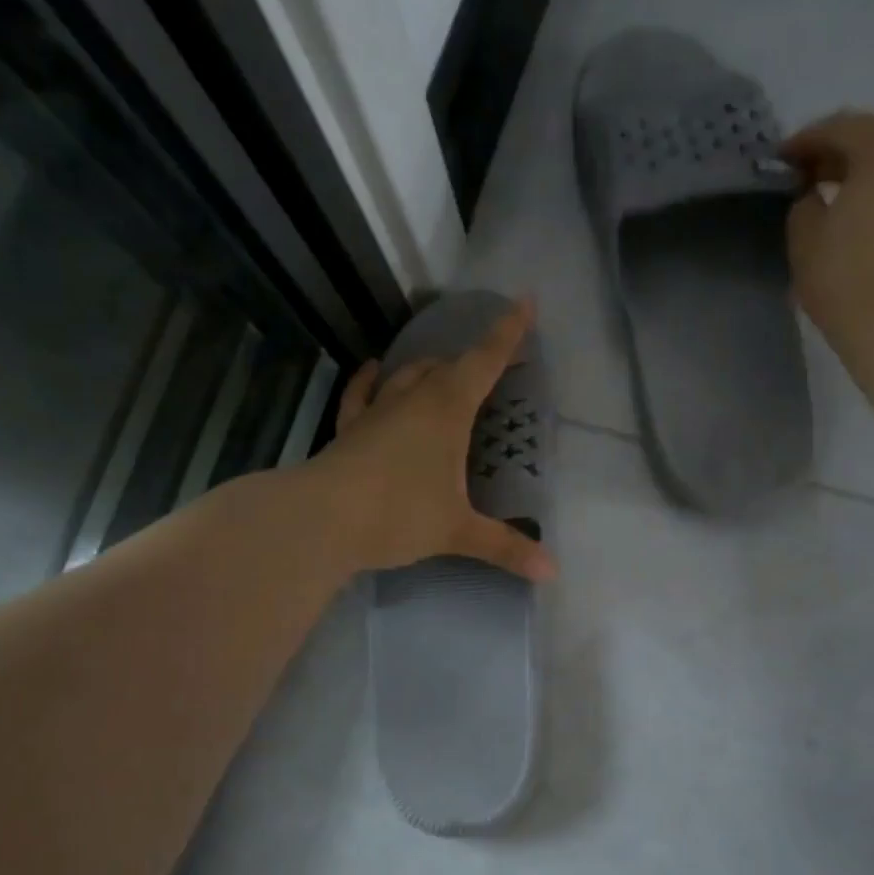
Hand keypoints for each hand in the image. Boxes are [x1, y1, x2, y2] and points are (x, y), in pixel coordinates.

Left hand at [309, 296, 556, 581]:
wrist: (321, 520)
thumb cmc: (398, 514)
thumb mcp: (457, 531)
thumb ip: (505, 547)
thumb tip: (552, 573)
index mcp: (447, 410)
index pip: (485, 361)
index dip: (508, 332)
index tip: (525, 301)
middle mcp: (413, 399)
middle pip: (447, 366)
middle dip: (471, 360)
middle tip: (490, 366)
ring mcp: (376, 411)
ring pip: (407, 375)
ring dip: (428, 368)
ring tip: (442, 369)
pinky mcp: (349, 429)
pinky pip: (362, 394)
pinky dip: (370, 380)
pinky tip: (372, 370)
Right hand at [779, 111, 873, 345]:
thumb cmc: (848, 274)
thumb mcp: (805, 237)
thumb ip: (806, 205)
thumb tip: (818, 198)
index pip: (841, 127)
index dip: (806, 141)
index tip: (782, 161)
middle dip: (842, 157)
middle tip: (810, 180)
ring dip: (871, 180)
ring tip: (841, 206)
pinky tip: (871, 228)